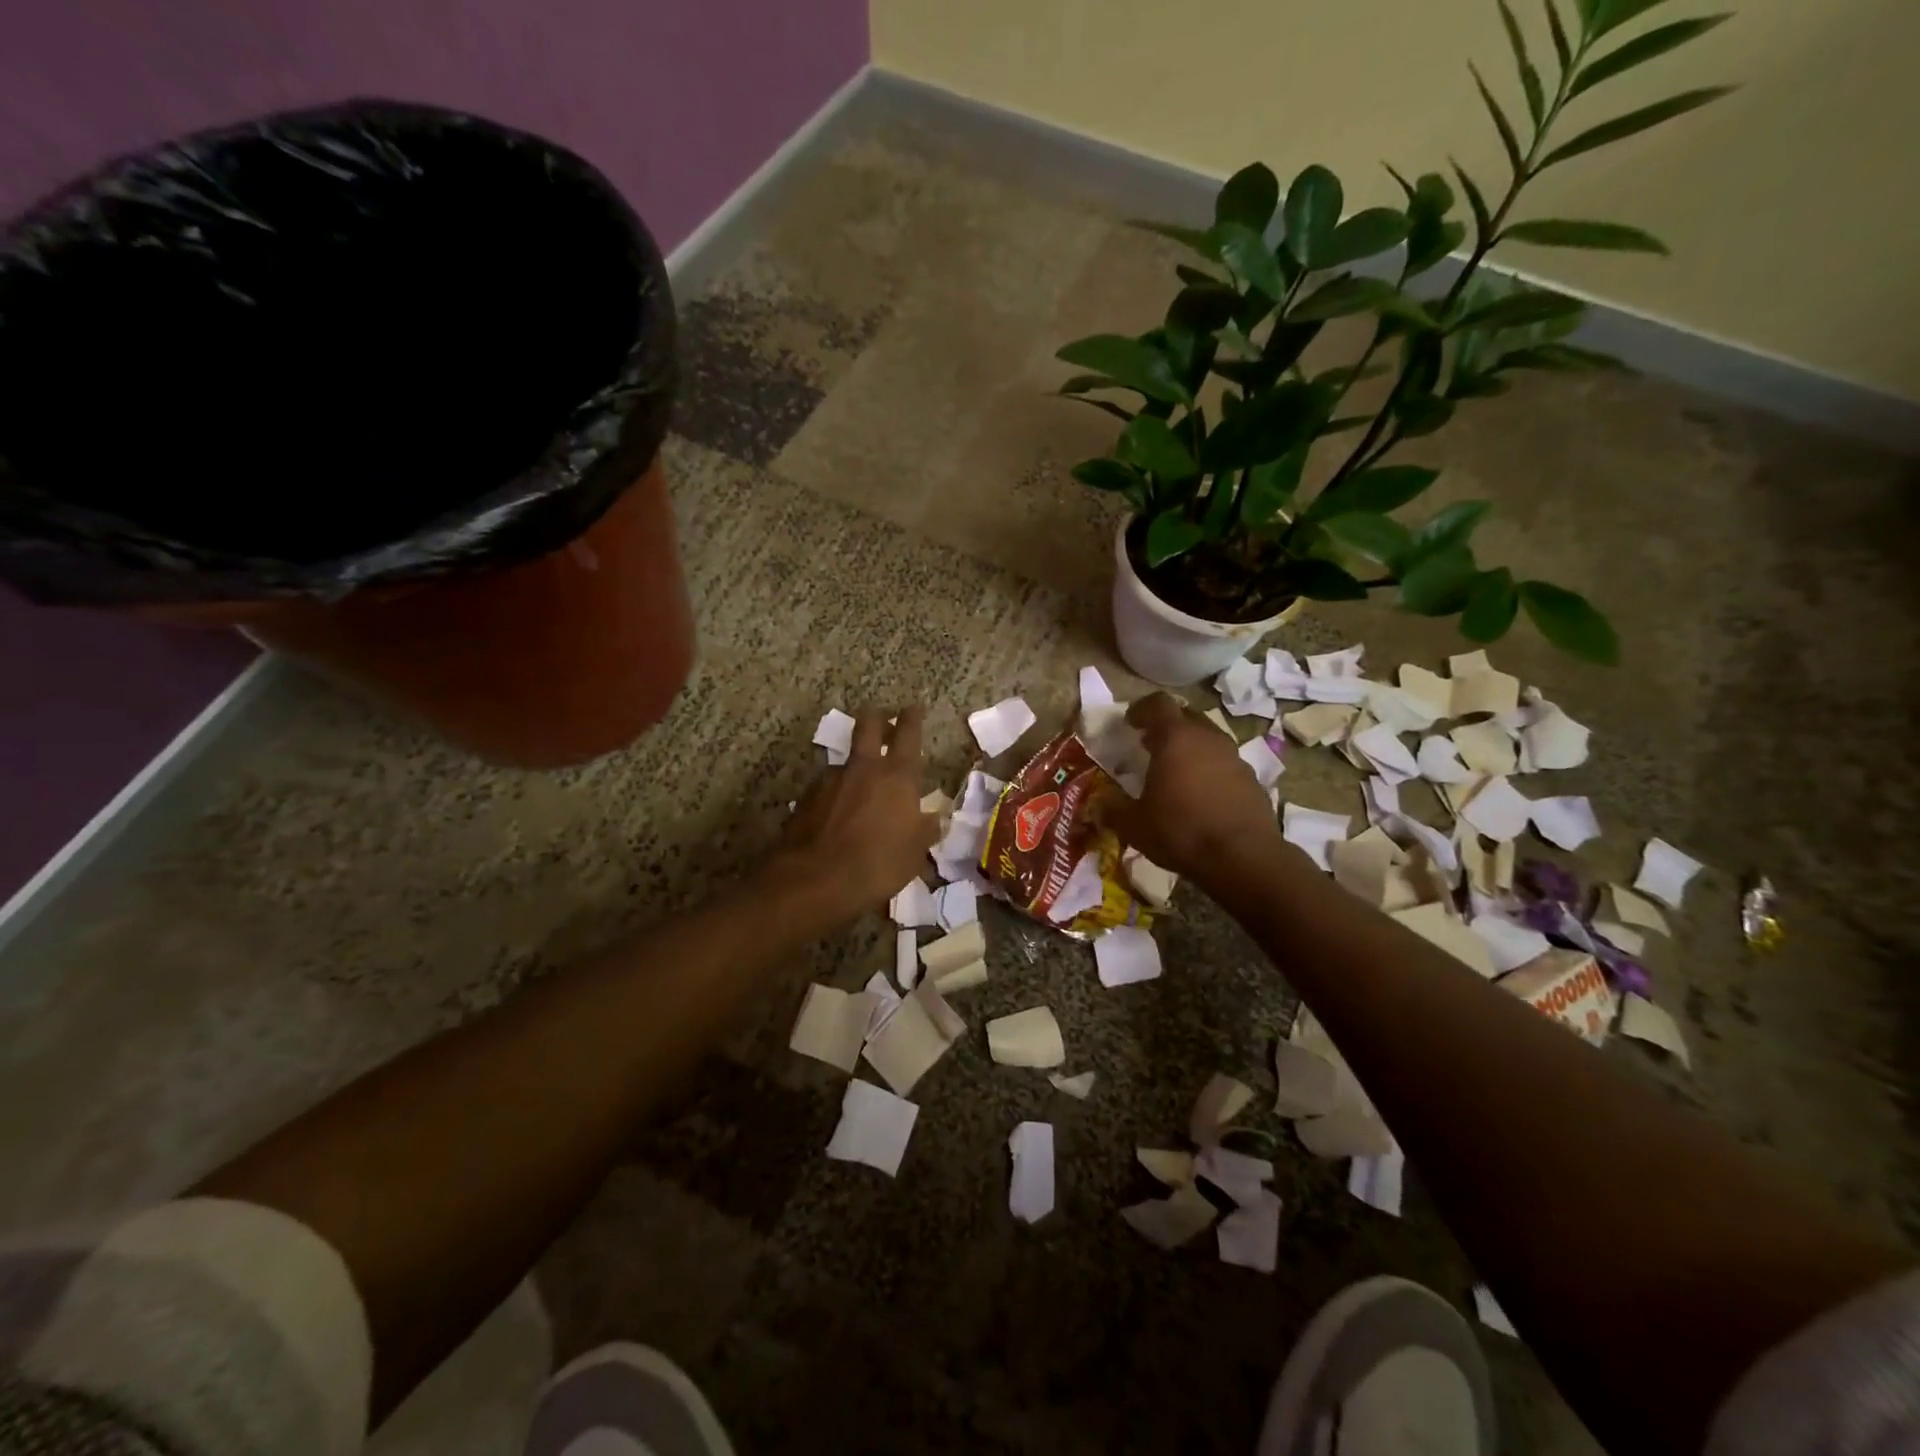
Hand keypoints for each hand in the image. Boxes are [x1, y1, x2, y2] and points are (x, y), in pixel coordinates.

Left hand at [773, 706, 940, 921]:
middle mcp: (864, 768)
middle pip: (868, 724)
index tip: (914, 708)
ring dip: (855, 766)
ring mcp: (830, 779)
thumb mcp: (914, 854)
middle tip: (883, 720)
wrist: (813, 881)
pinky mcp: (807, 797)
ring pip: (846, 760)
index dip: (913, 717)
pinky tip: (837, 815)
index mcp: (897, 776)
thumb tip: (934, 819)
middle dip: (877, 717)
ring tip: (860, 789)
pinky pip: (828, 787)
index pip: (908, 732)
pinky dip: (836, 794)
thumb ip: (925, 830)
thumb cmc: (877, 865)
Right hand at [1099, 693, 1284, 887]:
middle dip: (1167, 727)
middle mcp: (1207, 738)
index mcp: (1175, 738)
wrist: (1243, 858)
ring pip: (1208, 740)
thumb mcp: (1133, 825)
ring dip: (1191, 749)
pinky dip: (1210, 771)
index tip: (1130, 722)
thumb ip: (1112, 809)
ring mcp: (1234, 758)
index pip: (1158, 704)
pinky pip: (1225, 764)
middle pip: (1186, 718)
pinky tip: (1201, 796)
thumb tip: (1097, 805)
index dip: (1141, 709)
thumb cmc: (1181, 831)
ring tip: (1175, 772)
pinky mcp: (1252, 780)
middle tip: (1150, 746)